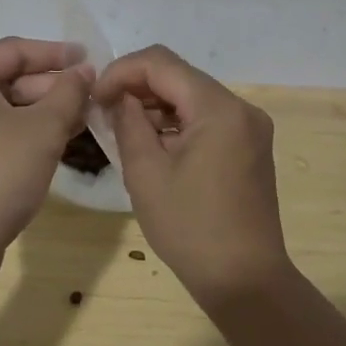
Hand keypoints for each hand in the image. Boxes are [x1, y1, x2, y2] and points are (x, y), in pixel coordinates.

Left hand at [0, 38, 94, 274]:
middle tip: (87, 95)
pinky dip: (18, 131)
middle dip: (48, 87)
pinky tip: (51, 142)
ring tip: (79, 119)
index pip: (12, 51)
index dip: (54, 53)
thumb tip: (84, 70)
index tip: (87, 58)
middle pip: (3, 78)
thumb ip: (69, 92)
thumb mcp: (44, 129)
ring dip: (37, 111)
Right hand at [95, 45, 289, 308]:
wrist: (245, 283)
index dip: (121, 72)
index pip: (160, 63)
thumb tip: (118, 98)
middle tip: (104, 114)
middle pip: (178, 76)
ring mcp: (249, 127)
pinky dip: (176, 122)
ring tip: (123, 132)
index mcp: (218, 108)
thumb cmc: (191, 229)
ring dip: (155, 106)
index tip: (95, 98)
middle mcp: (240, 107)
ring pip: (191, 96)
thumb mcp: (145, 173)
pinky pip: (206, 117)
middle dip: (137, 87)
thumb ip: (127, 122)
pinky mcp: (249, 145)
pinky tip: (153, 146)